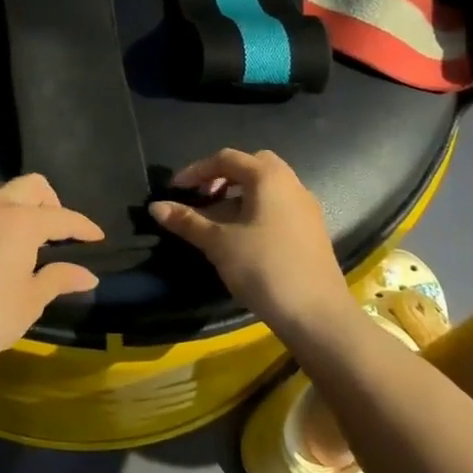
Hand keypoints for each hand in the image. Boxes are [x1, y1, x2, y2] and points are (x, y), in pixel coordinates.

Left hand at [0, 175, 103, 382]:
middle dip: (51, 201)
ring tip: (25, 234)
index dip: (83, 227)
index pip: (61, 216)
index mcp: (21, 220)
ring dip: (18, 203)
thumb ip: (59, 278)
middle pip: (30, 185)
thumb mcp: (31, 299)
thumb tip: (88, 275)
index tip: (96, 237)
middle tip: (57, 231)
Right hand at [149, 149, 348, 331]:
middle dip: (223, 176)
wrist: (316, 314)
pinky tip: (243, 235)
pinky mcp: (312, 230)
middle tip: (202, 196)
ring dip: (240, 194)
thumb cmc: (263, 267)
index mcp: (268, 177)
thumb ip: (187, 221)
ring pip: (268, 187)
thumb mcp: (218, 242)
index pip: (226, 159)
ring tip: (218, 218)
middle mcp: (291, 183)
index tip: (175, 190)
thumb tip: (156, 207)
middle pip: (252, 166)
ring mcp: (306, 207)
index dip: (196, 171)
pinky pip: (279, 205)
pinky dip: (256, 209)